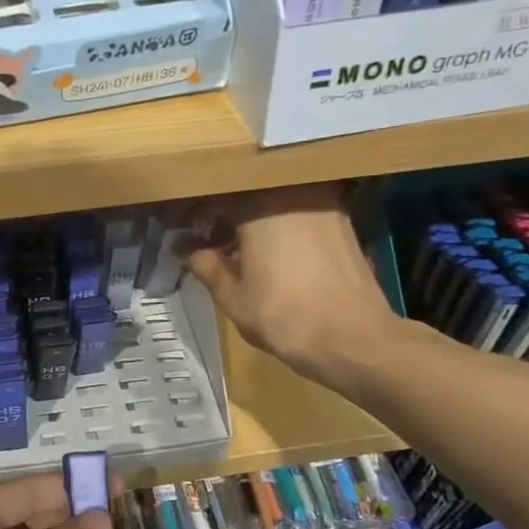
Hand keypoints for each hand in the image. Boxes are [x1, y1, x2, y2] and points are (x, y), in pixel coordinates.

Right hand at [178, 183, 399, 383]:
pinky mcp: (341, 220)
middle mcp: (292, 191)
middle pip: (244, 191)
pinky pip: (296, 211)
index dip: (190, 210)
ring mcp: (322, 202)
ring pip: (272, 200)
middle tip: (199, 235)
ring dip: (248, 218)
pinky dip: (275, 224)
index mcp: (259, 203)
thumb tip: (185, 247)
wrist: (353, 338)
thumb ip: (205, 264)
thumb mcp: (232, 295)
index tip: (174, 225)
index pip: (213, 193)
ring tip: (229, 245)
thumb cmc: (283, 315)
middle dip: (219, 211)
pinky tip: (263, 250)